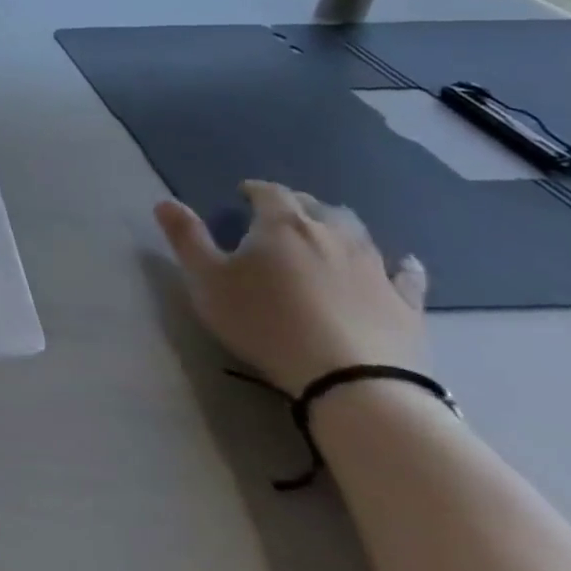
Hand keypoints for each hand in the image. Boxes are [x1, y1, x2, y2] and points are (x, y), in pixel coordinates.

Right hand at [154, 180, 426, 394]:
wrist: (352, 381)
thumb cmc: (265, 323)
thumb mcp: (207, 281)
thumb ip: (186, 239)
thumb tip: (164, 202)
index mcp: (283, 225)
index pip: (269, 193)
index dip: (255, 190)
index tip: (242, 194)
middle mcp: (333, 234)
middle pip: (317, 207)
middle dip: (297, 205)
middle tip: (280, 215)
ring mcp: (375, 267)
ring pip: (358, 233)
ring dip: (340, 228)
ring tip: (328, 233)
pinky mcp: (406, 302)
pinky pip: (406, 274)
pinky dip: (400, 265)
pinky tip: (403, 263)